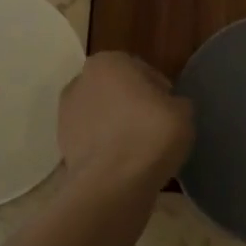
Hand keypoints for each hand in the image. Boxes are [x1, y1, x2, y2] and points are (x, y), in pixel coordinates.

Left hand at [58, 52, 193, 190]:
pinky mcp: (62, 145)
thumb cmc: (150, 135)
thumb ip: (176, 102)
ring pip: (102, 116)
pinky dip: (106, 147)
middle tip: (156, 128)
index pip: (142, 71)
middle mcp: (81, 81)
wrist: (112, 183)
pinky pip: (93, 141)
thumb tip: (170, 108)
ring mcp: (65, 114)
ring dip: (118, 127)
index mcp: (109, 62)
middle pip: (116, 92)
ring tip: (140, 149)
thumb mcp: (183, 112)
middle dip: (133, 106)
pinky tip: (124, 163)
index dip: (160, 91)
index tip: (171, 111)